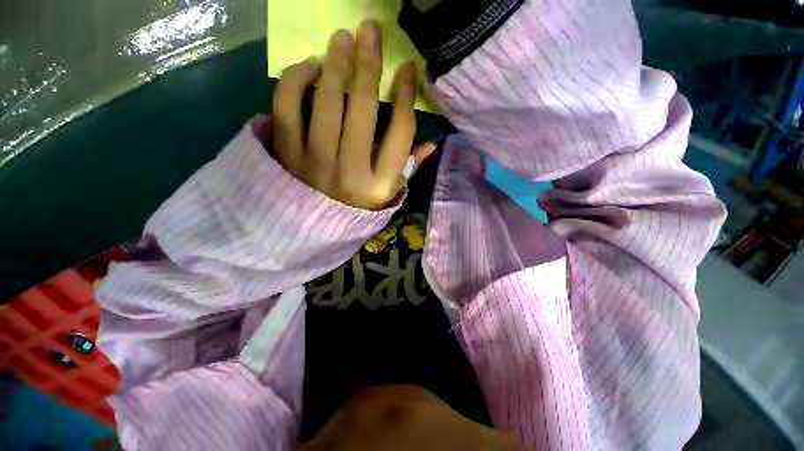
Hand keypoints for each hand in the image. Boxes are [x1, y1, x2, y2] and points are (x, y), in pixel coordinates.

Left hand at [272, 21, 435, 209]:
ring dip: (335, 63)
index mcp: (380, 182)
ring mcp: (316, 161)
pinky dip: (295, 80)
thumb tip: (431, 143)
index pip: (400, 131)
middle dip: (369, 63)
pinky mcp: (287, 154)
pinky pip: (287, 107)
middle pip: (363, 107)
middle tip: (370, 30)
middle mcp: (351, 170)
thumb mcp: (388, 193)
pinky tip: (309, 67)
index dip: (406, 95)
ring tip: (342, 38)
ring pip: (326, 101)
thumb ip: (408, 168)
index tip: (406, 69)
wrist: (313, 229)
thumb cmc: (357, 208)